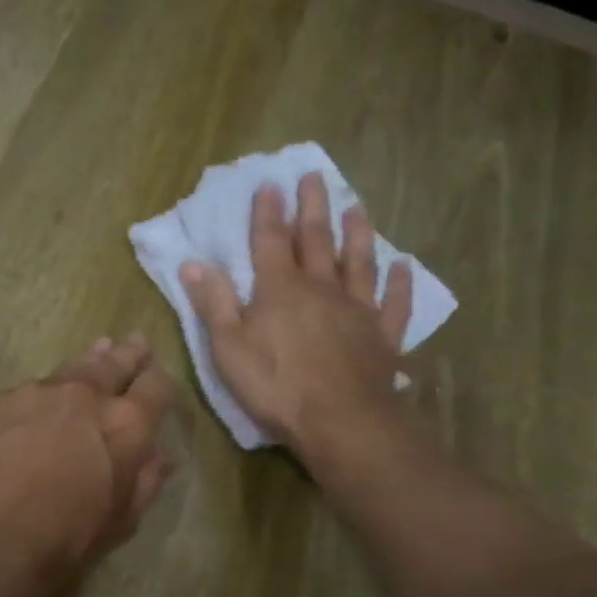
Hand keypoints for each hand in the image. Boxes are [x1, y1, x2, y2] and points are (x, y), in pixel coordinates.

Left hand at [0, 335, 179, 596]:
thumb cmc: (68, 537)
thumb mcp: (123, 518)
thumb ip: (146, 480)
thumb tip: (161, 457)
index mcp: (127, 424)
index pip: (156, 385)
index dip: (161, 379)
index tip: (158, 375)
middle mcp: (86, 394)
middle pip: (113, 363)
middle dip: (128, 354)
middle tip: (135, 342)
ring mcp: (38, 391)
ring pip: (69, 370)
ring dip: (85, 364)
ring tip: (95, 352)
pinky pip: (25, 393)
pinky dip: (36, 399)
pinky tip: (31, 407)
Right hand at [179, 172, 412, 454]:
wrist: (339, 420)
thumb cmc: (275, 385)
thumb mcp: (228, 347)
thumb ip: (213, 303)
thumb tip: (193, 263)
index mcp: (279, 290)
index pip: (270, 241)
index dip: (268, 212)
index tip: (270, 183)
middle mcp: (321, 289)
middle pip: (316, 240)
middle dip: (312, 207)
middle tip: (315, 176)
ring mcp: (357, 310)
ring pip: (358, 262)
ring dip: (356, 234)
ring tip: (356, 208)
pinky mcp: (382, 336)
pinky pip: (394, 303)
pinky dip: (400, 283)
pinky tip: (403, 267)